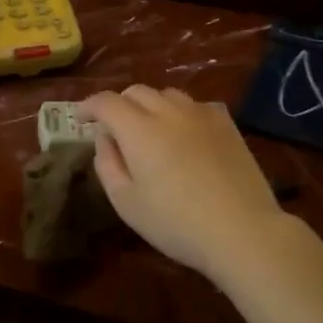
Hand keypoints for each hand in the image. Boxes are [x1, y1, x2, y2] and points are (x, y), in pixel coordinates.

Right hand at [78, 86, 291, 280]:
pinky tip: (184, 133)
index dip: (88, 106)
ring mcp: (201, 114)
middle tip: (114, 128)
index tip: (80, 119)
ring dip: (150, 105)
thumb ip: (107, 164)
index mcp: (138, 129)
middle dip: (118, 104)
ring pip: (167, 94)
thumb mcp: (126, 202)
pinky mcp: (226, 124)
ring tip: (150, 128)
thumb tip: (104, 138)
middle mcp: (168, 111)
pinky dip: (180, 112)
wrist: (242, 230)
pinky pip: (195, 105)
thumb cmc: (175, 223)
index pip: (106, 102)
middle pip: (136, 92)